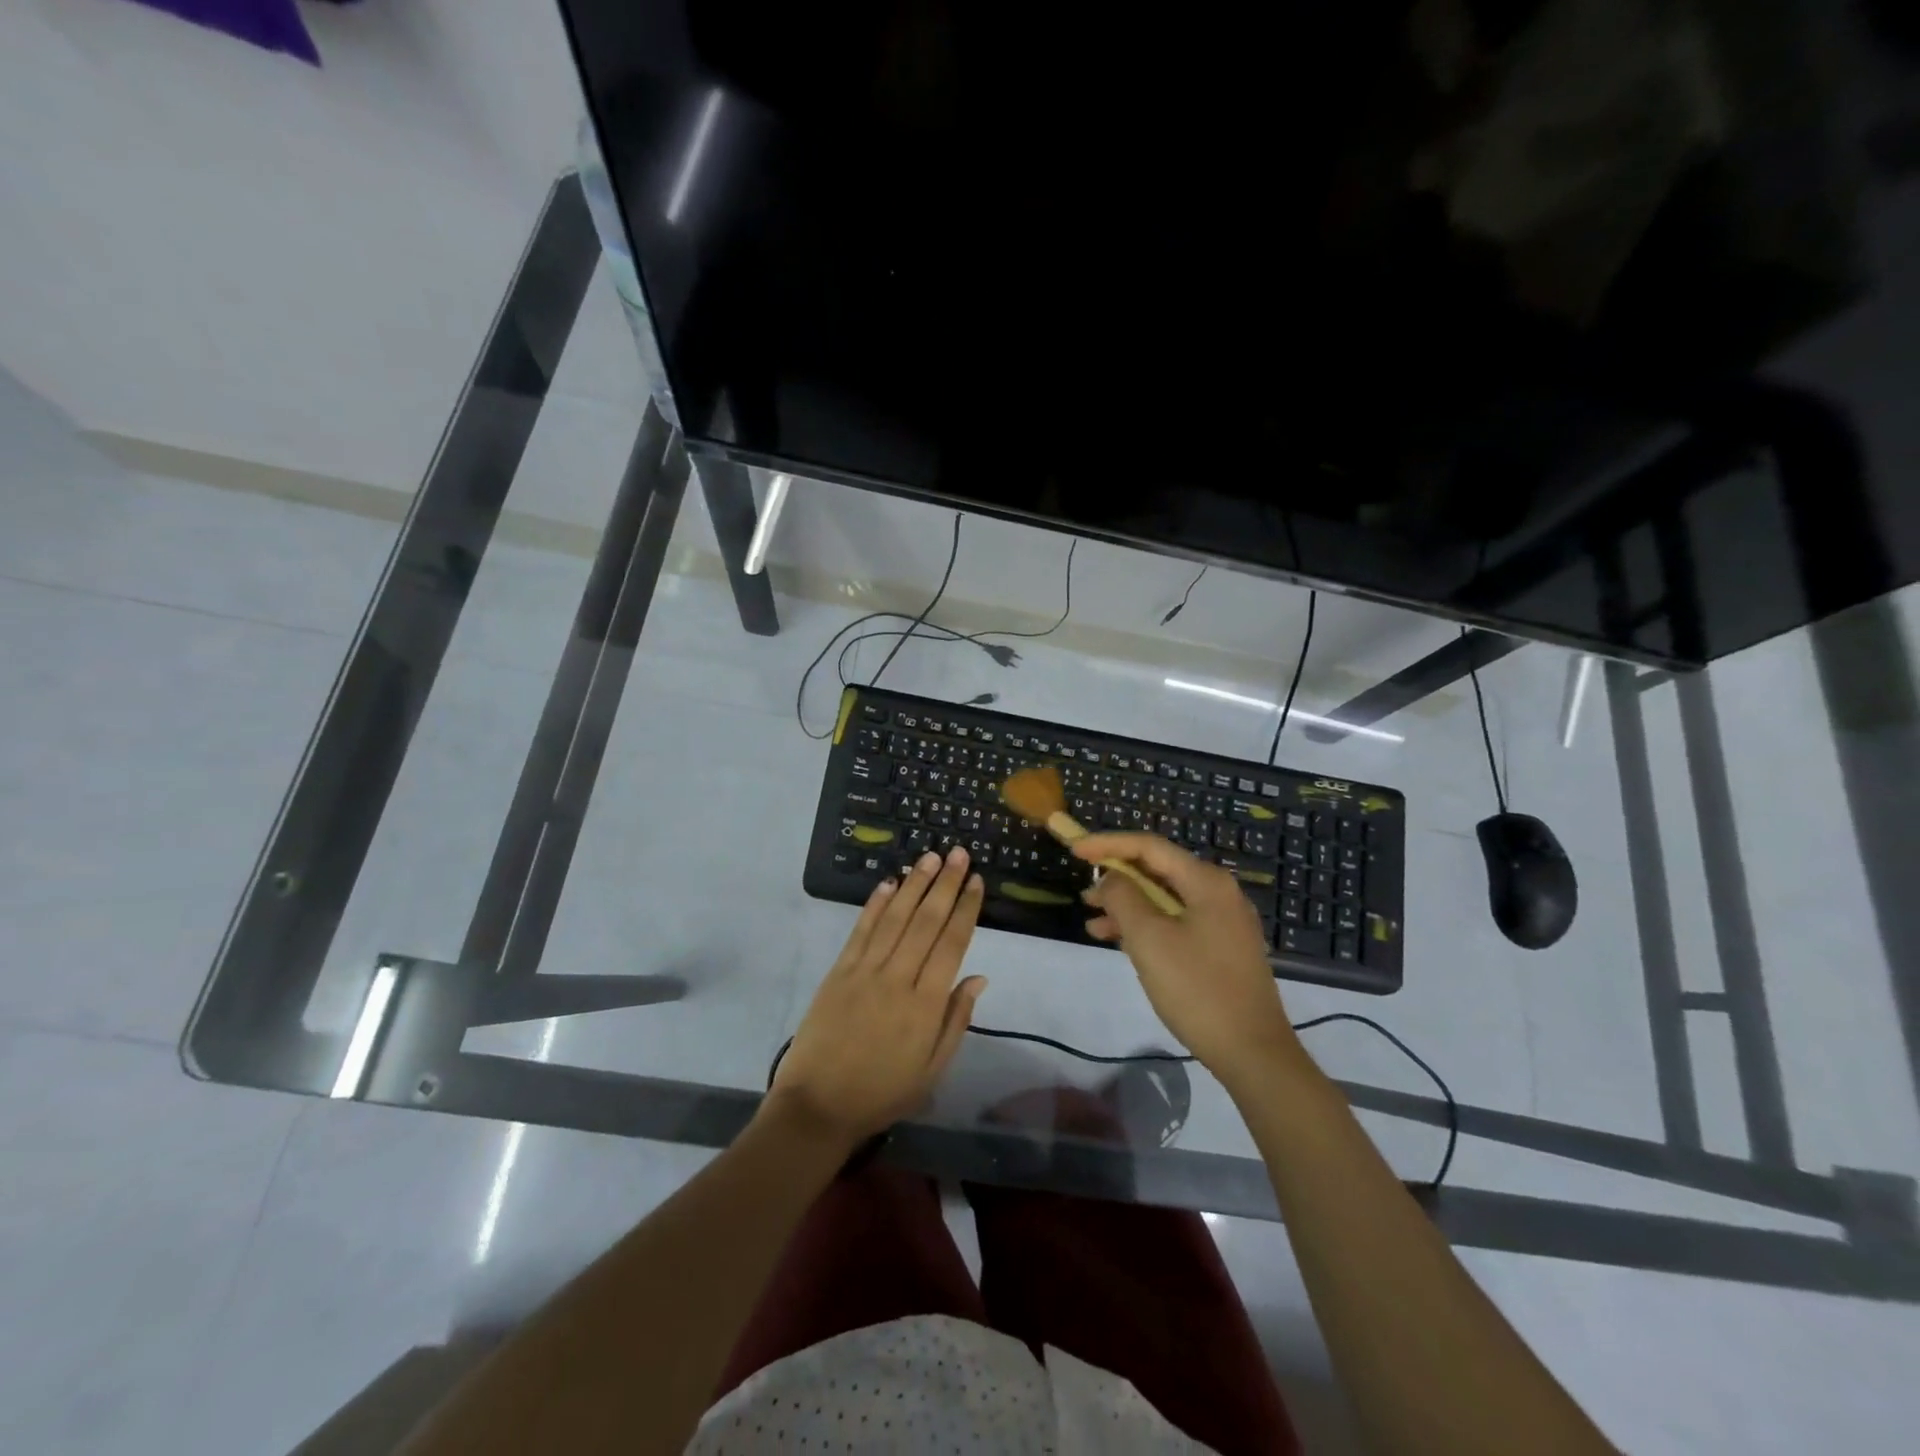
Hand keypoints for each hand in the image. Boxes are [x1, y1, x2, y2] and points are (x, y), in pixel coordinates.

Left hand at [768, 846, 987, 1146]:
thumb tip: (978, 977)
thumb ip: (956, 1021)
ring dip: (915, 884)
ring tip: (930, 857)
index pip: (952, 944)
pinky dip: (875, 904)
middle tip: (958, 852)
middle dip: (945, 884)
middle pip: (926, 922)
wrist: (817, 1106)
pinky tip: (890, 883)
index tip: (976, 881)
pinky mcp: (839, 971)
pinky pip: (861, 930)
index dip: (966, 909)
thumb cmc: (882, 1093)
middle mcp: (898, 979)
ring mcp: (865, 971)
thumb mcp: (932, 1070)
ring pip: (895, 918)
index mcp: (926, 1005)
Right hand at [1076, 833, 1302, 1081]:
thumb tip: (1110, 878)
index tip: (1074, 851)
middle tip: (1083, 890)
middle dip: (1117, 877)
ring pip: (1164, 899)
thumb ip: (1123, 898)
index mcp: (1206, 882)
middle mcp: (1218, 893)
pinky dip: (1146, 926)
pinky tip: (1118, 942)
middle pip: (1158, 870)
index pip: (1149, 846)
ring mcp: (1222, 922)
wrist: (1253, 1053)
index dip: (1108, 844)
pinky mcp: (1221, 948)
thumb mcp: (1149, 939)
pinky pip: (1175, 922)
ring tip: (1092, 921)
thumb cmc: (1197, 989)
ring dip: (1127, 906)